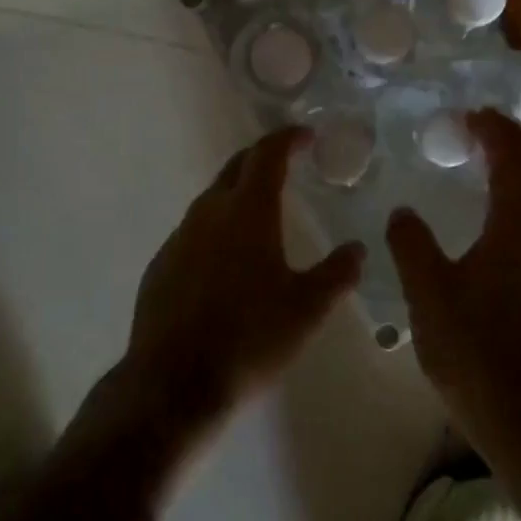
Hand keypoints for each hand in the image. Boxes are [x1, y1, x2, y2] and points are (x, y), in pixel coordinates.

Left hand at [123, 127, 364, 451]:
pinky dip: (217, 227)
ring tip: (262, 211)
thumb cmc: (249, 340)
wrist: (172, 385)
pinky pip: (194, 230)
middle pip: (236, 167)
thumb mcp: (306, 310)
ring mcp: (180, 237)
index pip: (267, 154)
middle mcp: (210, 212)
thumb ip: (337, 274)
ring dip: (239, 193)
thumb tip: (359, 249)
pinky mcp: (161, 264)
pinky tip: (227, 258)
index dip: (287, 138)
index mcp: (247, 211)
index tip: (306, 135)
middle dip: (262, 157)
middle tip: (287, 163)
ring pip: (213, 198)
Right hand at [387, 109, 520, 454]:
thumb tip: (403, 213)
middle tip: (482, 125)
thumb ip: (412, 245)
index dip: (495, 131)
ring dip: (518, 168)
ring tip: (485, 160)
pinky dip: (517, 197)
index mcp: (517, 226)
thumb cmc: (477, 348)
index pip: (513, 159)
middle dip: (514, 141)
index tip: (471, 114)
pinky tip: (491, 216)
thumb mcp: (428, 292)